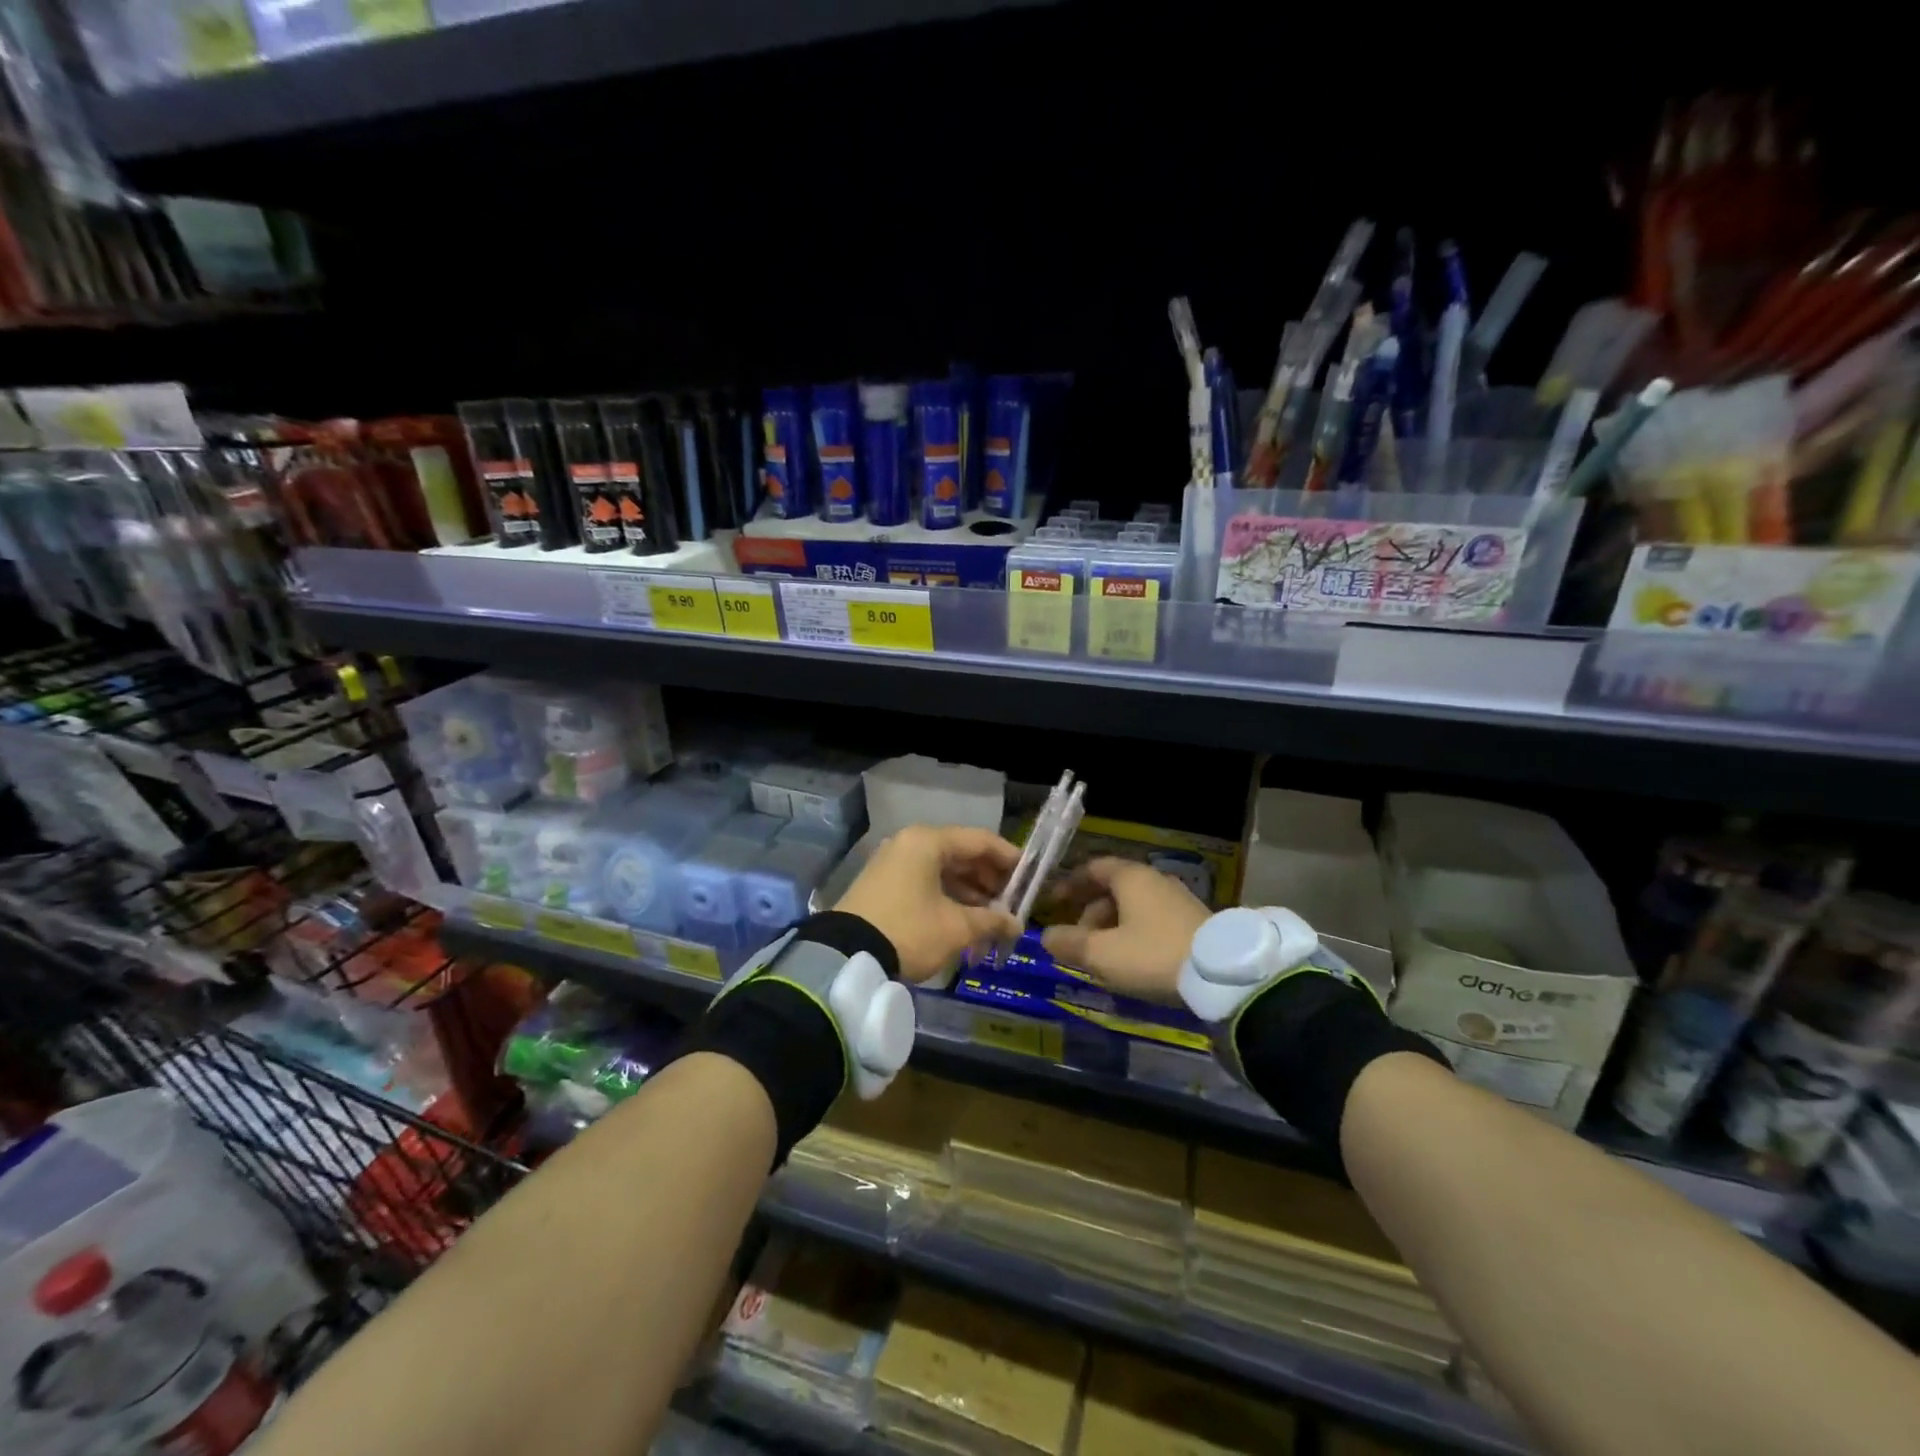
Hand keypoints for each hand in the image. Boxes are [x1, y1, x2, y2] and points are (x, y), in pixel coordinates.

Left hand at [834, 825, 1023, 983]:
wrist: (846, 956)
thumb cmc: (909, 931)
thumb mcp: (955, 927)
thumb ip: (991, 921)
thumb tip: (1016, 924)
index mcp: (928, 841)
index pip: (980, 840)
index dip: (1009, 859)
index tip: (1030, 879)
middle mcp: (909, 843)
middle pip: (961, 854)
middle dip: (989, 880)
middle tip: (1011, 904)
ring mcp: (893, 863)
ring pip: (942, 871)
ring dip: (969, 893)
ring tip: (991, 919)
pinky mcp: (882, 884)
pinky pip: (925, 882)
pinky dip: (947, 898)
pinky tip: (964, 921)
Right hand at [1040, 856, 1210, 1003]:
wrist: (1223, 975)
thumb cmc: (1152, 955)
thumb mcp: (1102, 954)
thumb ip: (1069, 943)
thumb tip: (1047, 936)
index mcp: (1131, 877)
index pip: (1092, 868)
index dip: (1069, 884)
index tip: (1052, 903)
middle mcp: (1154, 880)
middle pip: (1112, 890)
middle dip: (1089, 914)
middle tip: (1077, 942)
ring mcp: (1178, 900)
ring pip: (1133, 908)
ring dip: (1111, 928)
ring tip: (1103, 959)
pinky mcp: (1194, 922)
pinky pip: (1153, 921)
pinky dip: (1134, 935)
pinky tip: (1133, 963)